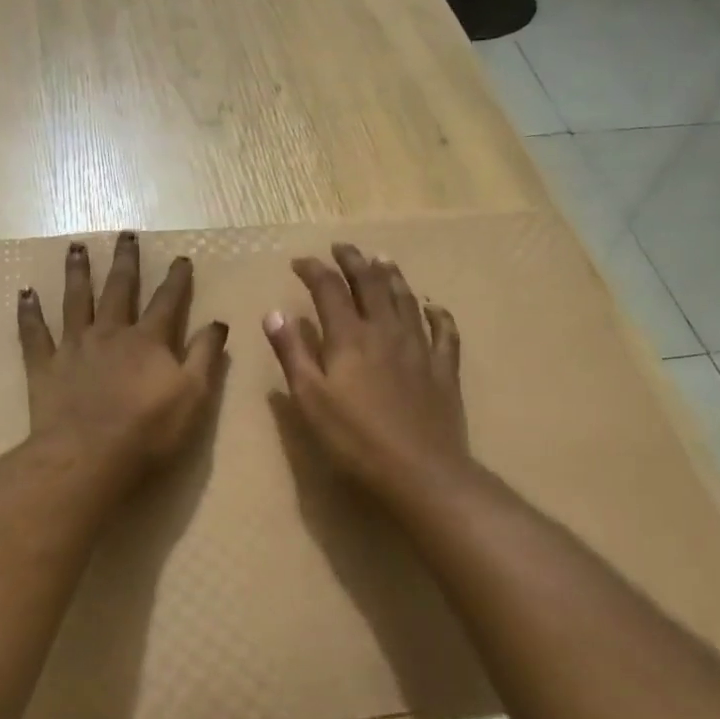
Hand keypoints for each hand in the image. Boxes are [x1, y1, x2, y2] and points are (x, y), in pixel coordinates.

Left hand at [18, 232, 229, 482]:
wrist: (89, 457)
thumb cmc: (149, 431)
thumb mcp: (194, 396)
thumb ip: (205, 356)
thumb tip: (217, 322)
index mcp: (148, 340)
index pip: (167, 301)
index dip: (177, 279)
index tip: (181, 258)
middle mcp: (110, 332)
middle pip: (119, 289)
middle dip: (125, 261)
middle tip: (125, 234)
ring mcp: (74, 347)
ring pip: (75, 300)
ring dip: (77, 272)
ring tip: (75, 247)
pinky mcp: (45, 367)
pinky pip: (34, 333)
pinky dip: (29, 312)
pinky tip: (24, 293)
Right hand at [263, 243, 469, 500]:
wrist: (420, 471)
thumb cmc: (354, 439)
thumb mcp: (310, 399)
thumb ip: (292, 353)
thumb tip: (275, 313)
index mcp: (350, 337)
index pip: (329, 289)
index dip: (313, 270)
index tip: (299, 262)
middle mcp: (386, 331)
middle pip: (371, 283)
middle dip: (354, 261)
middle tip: (343, 247)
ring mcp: (420, 348)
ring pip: (406, 299)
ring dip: (392, 276)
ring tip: (382, 260)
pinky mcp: (444, 369)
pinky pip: (444, 331)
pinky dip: (437, 314)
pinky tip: (434, 307)